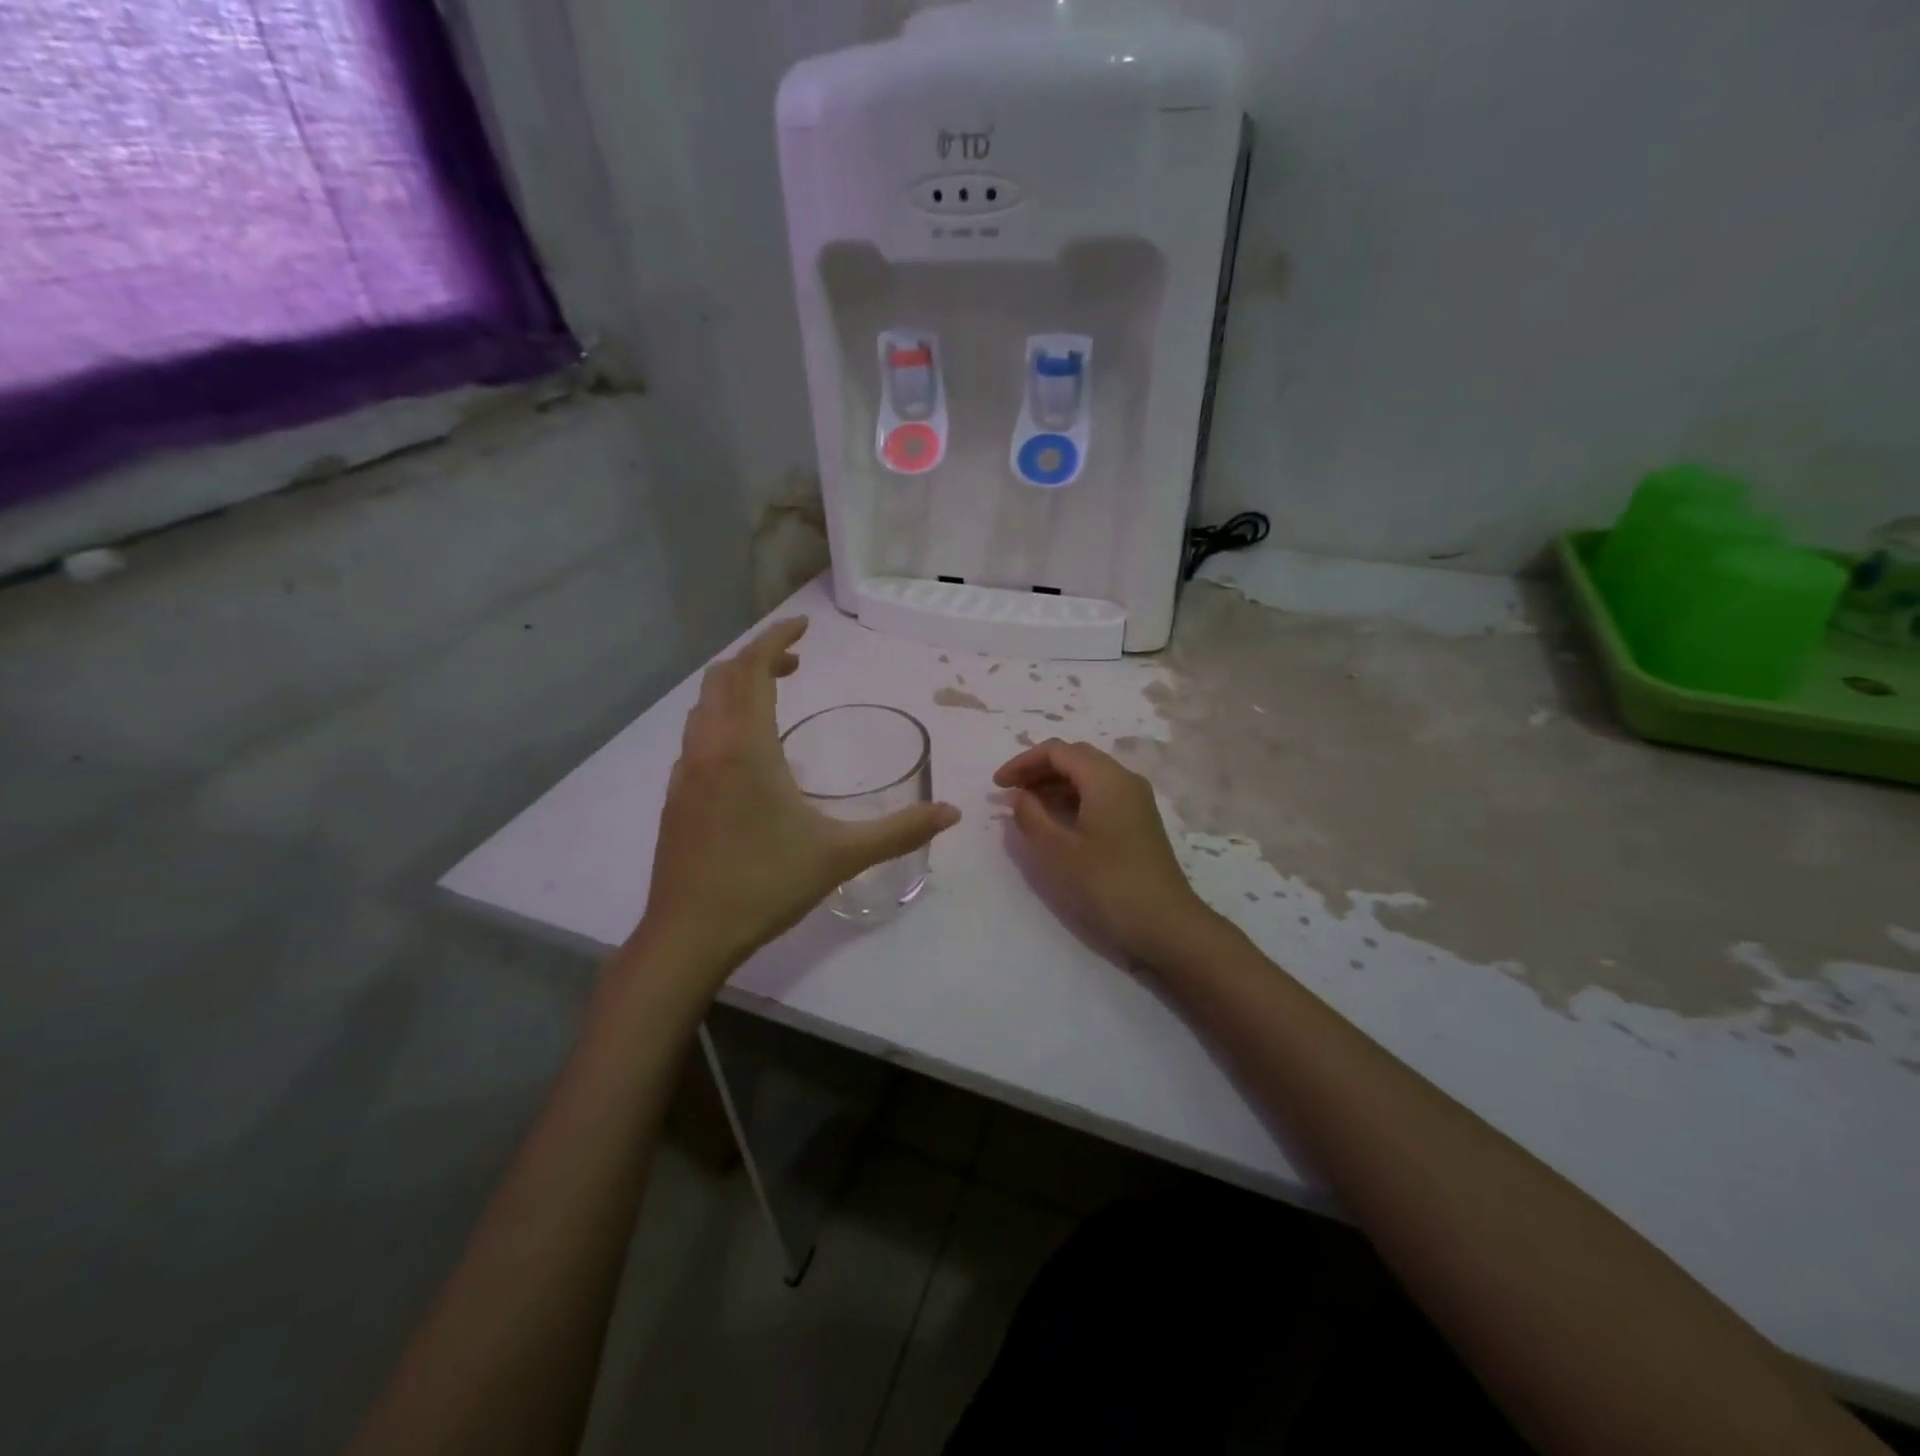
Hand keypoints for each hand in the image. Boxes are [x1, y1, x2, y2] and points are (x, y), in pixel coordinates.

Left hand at [638, 618, 960, 977]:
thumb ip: (900, 831)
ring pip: (704, 707)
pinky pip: (696, 736)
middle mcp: (709, 748)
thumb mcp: (840, 856)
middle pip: (723, 678)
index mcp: (745, 748)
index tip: (804, 626)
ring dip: (735, 688)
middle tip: (795, 664)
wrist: (688, 935)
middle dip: (757, 659)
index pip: (755, 671)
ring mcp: (685, 772)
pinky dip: (721, 720)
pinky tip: (745, 754)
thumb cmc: (764, 885)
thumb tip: (951, 812)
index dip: (777, 640)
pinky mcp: (675, 797)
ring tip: (772, 697)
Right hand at [993, 738, 1218, 966]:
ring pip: (1088, 775)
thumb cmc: (1107, 883)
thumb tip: (1019, 796)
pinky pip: (1100, 793)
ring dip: (1055, 784)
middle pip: (1075, 758)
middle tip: (1010, 792)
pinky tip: (1055, 821)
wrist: (1165, 923)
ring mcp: (1135, 799)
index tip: (997, 785)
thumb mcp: (1058, 851)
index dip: (1022, 762)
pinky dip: (1073, 798)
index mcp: (1105, 778)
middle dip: (1038, 769)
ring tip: (1026, 807)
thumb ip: (1031, 816)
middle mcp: (1124, 779)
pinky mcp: (1138, 819)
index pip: (1057, 751)